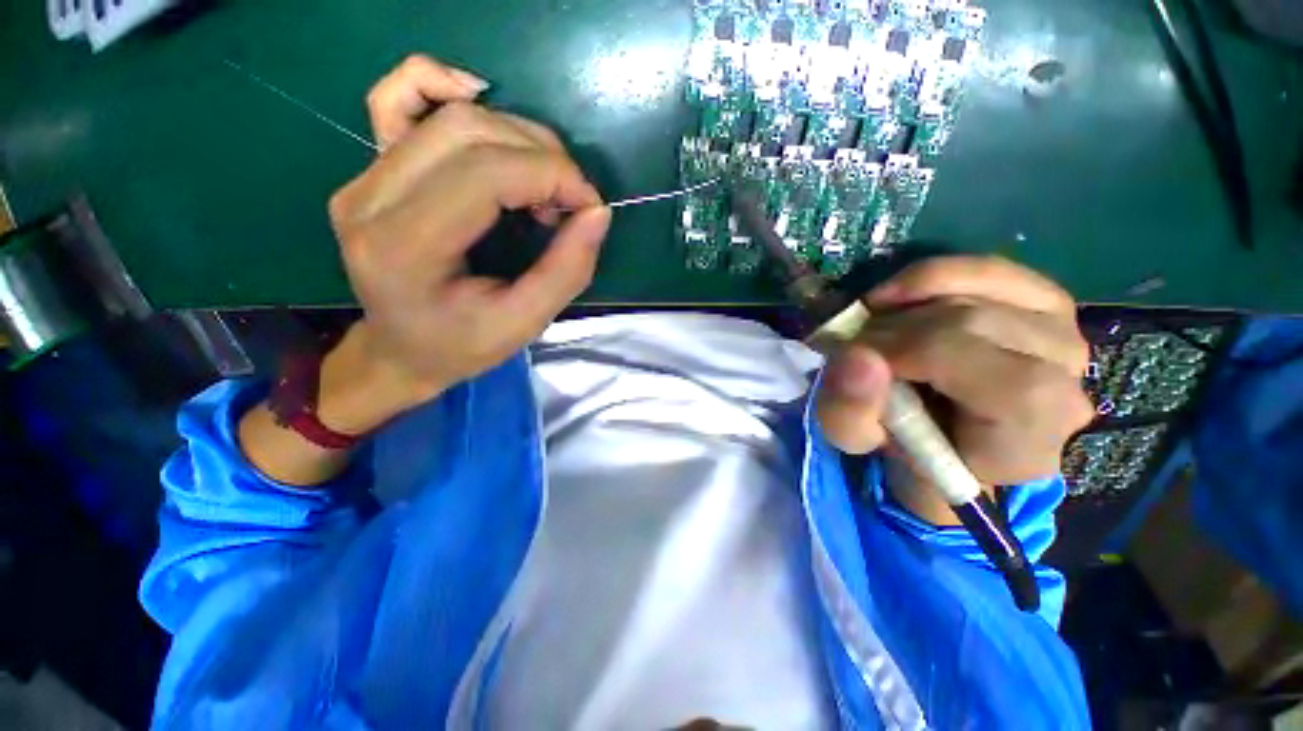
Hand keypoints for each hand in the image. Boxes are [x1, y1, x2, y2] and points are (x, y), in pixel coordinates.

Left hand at [327, 55, 611, 419]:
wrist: (401, 350)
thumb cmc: (461, 346)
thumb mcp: (525, 324)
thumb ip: (567, 270)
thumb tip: (597, 212)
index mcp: (404, 248)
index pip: (485, 173)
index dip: (551, 175)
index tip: (589, 204)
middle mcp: (370, 200)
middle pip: (468, 132)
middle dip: (541, 156)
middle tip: (571, 199)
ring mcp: (363, 177)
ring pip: (448, 115)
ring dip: (516, 136)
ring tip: (544, 182)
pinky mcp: (370, 168)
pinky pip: (395, 99)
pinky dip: (440, 84)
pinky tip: (480, 98)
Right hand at [816, 256, 1093, 523]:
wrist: (952, 438)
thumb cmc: (906, 446)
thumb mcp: (858, 442)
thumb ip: (849, 411)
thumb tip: (856, 356)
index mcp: (1026, 431)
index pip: (976, 366)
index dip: (902, 350)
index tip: (855, 357)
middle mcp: (1065, 379)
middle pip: (968, 321)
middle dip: (892, 328)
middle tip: (856, 345)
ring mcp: (1064, 334)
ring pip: (972, 290)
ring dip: (905, 304)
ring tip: (876, 328)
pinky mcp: (1048, 303)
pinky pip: (987, 269)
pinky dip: (931, 276)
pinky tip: (898, 296)